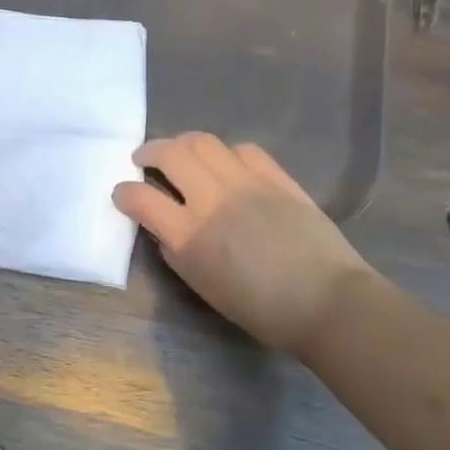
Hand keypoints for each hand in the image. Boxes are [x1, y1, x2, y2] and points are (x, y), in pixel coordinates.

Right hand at [113, 133, 375, 354]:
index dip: (124, 193)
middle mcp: (213, 199)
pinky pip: (243, 149)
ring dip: (183, 143)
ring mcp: (246, 182)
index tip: (122, 194)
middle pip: (169, 153)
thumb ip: (176, 252)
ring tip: (181, 154)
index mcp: (190, 235)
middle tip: (144, 159)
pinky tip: (225, 163)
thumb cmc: (261, 308)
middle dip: (148, 151)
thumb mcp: (203, 287)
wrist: (327, 302)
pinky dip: (225, 153)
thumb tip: (164, 228)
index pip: (140, 198)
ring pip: (203, 141)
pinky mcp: (276, 176)